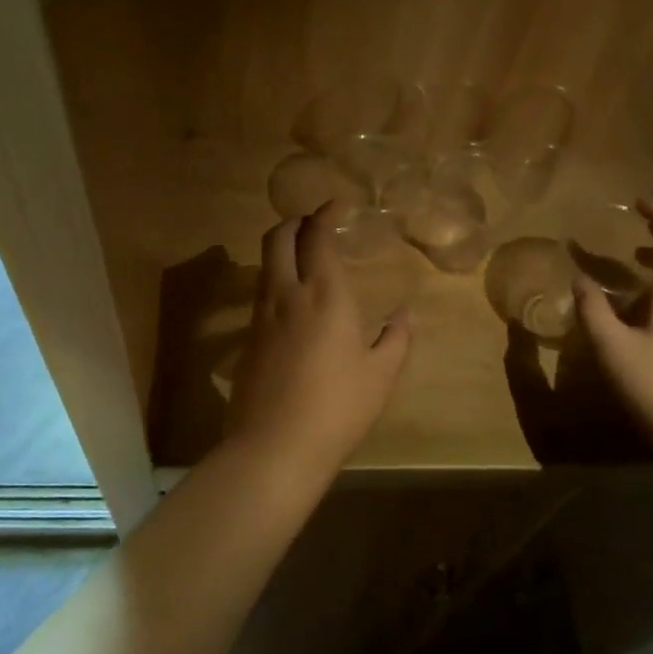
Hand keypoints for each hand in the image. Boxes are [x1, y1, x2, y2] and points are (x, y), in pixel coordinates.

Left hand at [224, 202, 412, 481]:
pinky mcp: (247, 339)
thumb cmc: (338, 408)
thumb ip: (396, 338)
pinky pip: (261, 291)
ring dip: (282, 248)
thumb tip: (405, 313)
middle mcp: (286, 293)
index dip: (324, 214)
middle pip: (277, 237)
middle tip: (315, 224)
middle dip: (295, 222)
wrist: (275, 446)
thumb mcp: (380, 375)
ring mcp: (261, 315)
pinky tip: (293, 299)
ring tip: (304, 257)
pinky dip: (275, 278)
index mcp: (324, 294)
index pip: (316, 236)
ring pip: (264, 263)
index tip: (337, 206)